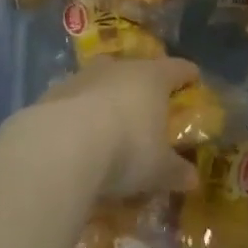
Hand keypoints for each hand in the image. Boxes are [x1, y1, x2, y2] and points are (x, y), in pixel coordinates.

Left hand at [30, 58, 201, 198]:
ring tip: (110, 120)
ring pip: (102, 80)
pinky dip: (79, 112)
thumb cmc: (126, 149)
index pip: (177, 69)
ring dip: (107, 95)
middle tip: (149, 104)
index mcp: (153, 78)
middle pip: (136, 69)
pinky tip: (78, 135)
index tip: (193, 79)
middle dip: (143, 84)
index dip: (187, 75)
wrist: (62, 145)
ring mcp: (84, 76)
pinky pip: (74, 99)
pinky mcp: (54, 93)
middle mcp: (119, 68)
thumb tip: (193, 179)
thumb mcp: (158, 169)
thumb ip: (176, 171)